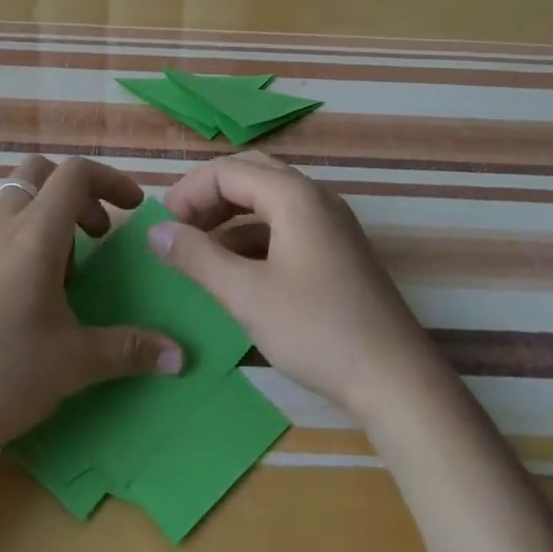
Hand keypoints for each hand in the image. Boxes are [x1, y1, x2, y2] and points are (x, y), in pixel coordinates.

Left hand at [0, 155, 183, 461]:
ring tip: (71, 276)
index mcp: (34, 236)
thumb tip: (180, 355)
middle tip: (99, 236)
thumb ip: (129, 350)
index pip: (74, 173)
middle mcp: (3, 230)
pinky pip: (2, 234)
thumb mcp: (72, 363)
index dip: (110, 179)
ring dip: (52, 220)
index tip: (135, 209)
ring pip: (18, 203)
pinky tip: (37, 300)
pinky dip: (28, 243)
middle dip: (78, 193)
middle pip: (39, 174)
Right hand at [150, 152, 439, 422]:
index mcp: (293, 195)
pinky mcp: (337, 250)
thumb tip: (155, 231)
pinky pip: (286, 224)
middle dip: (209, 197)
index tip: (162, 227)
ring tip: (200, 250)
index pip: (227, 170)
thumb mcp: (246, 294)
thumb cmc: (317, 330)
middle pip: (249, 175)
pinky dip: (254, 236)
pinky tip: (237, 270)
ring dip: (230, 216)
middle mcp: (315, 197)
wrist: (397, 380)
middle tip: (179, 229)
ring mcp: (330, 223)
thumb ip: (197, 257)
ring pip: (268, 200)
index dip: (188, 192)